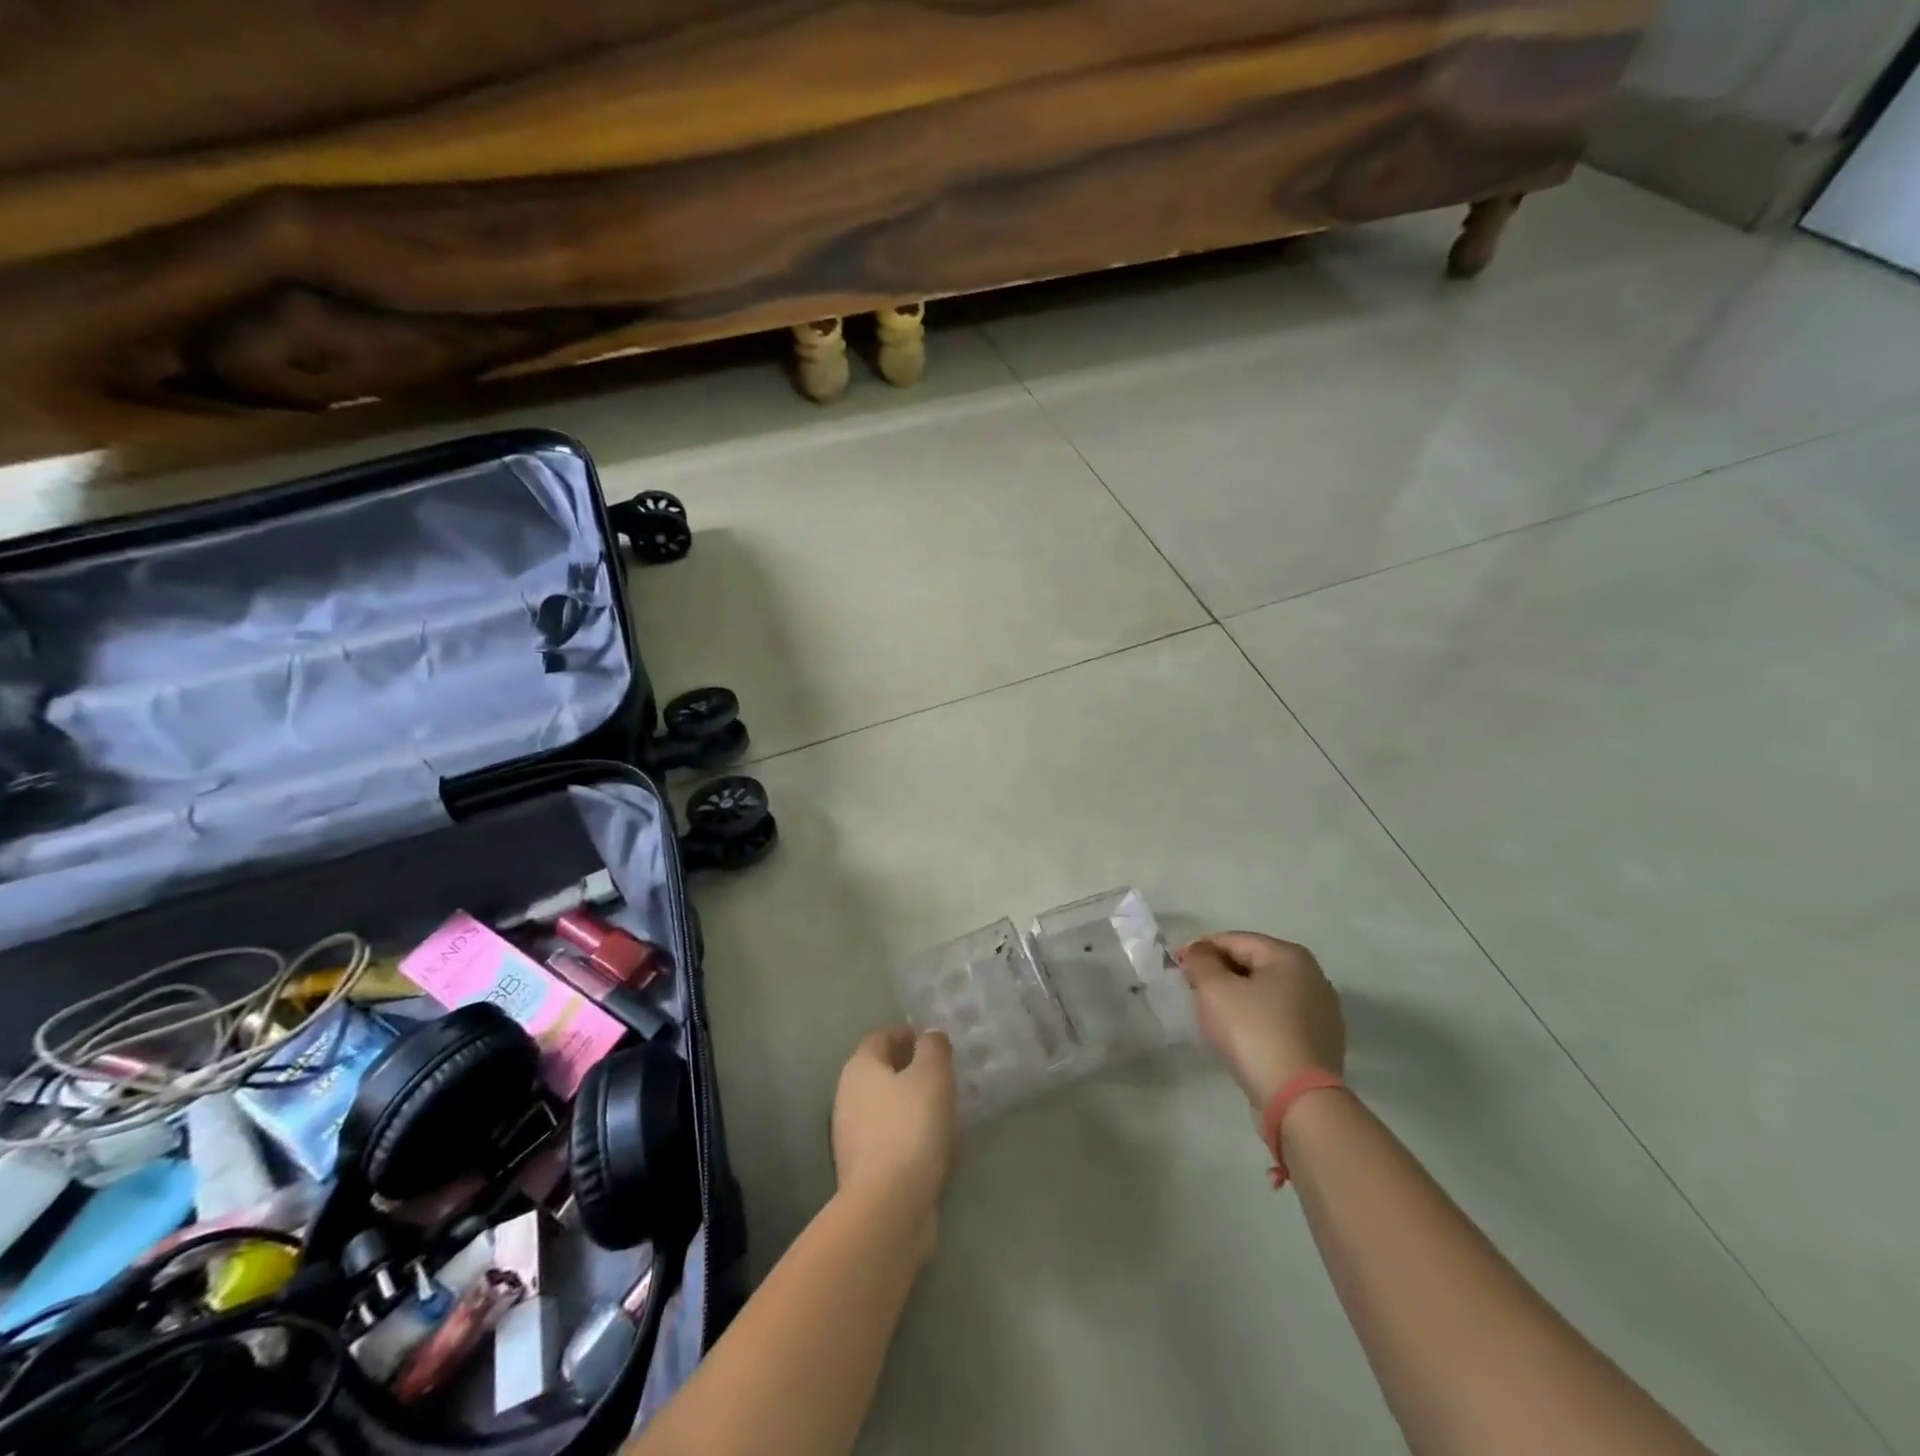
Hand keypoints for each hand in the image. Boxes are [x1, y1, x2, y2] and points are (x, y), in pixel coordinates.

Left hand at [830, 1028, 956, 1245]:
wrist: (888, 1207)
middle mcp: (847, 1097)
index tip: (936, 1043)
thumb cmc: (910, 1127)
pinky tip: (936, 1144)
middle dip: (912, 1069)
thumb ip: (933, 1048)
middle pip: (882, 1072)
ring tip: (947, 1109)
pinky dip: (911, 1134)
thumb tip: (930, 1035)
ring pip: (887, 1107)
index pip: (881, 1037)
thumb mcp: (932, 1076)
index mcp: (859, 1068)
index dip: (908, 1034)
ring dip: (913, 1104)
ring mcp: (852, 1137)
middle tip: (946, 1074)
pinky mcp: (864, 1170)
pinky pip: (891, 1139)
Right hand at [1178, 932, 1344, 1111]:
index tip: (1176, 964)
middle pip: (1252, 964)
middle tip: (1191, 988)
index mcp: (1290, 956)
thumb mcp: (1214, 988)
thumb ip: (1200, 960)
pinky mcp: (1320, 1043)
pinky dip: (1255, 1019)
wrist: (1298, 1100)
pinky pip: (1278, 1018)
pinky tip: (1238, 1036)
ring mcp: (1321, 1012)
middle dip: (1219, 972)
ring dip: (1236, 996)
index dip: (1200, 948)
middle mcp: (1313, 977)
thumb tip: (1198, 951)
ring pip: (1265, 993)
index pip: (1234, 940)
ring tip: (1211, 1013)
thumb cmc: (1253, 1032)